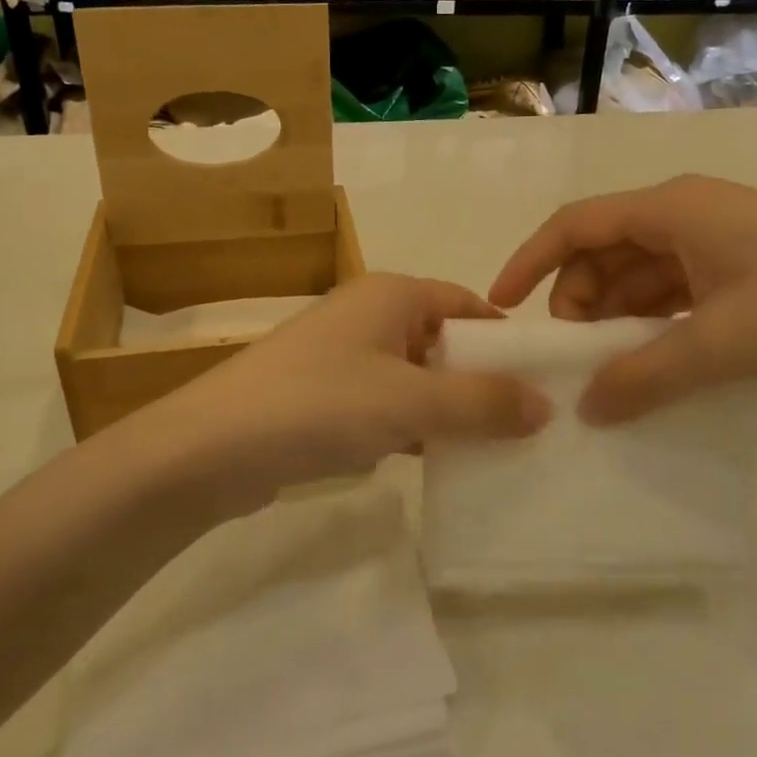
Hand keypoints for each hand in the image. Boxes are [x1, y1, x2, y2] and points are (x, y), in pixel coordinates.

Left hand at [110, 274, 551, 513]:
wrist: (210, 448)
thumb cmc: (318, 403)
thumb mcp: (410, 400)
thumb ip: (480, 402)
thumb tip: (546, 405)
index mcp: (392, 294)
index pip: (468, 304)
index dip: (506, 340)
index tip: (544, 381)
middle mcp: (369, 315)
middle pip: (444, 341)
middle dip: (482, 381)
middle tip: (530, 425)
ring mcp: (343, 357)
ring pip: (416, 378)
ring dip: (449, 409)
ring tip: (497, 449)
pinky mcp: (325, 398)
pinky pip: (387, 406)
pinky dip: (413, 428)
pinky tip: (437, 462)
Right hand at [490, 175, 756, 423]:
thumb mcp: (722, 345)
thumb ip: (645, 377)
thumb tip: (586, 409)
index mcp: (672, 209)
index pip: (576, 224)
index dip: (531, 260)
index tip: (502, 303)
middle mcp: (687, 212)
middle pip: (605, 248)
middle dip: (578, 297)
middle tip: (572, 354)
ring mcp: (717, 236)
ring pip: (640, 269)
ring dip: (617, 312)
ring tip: (611, 365)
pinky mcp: (742, 261)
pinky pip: (675, 285)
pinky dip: (655, 318)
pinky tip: (655, 356)